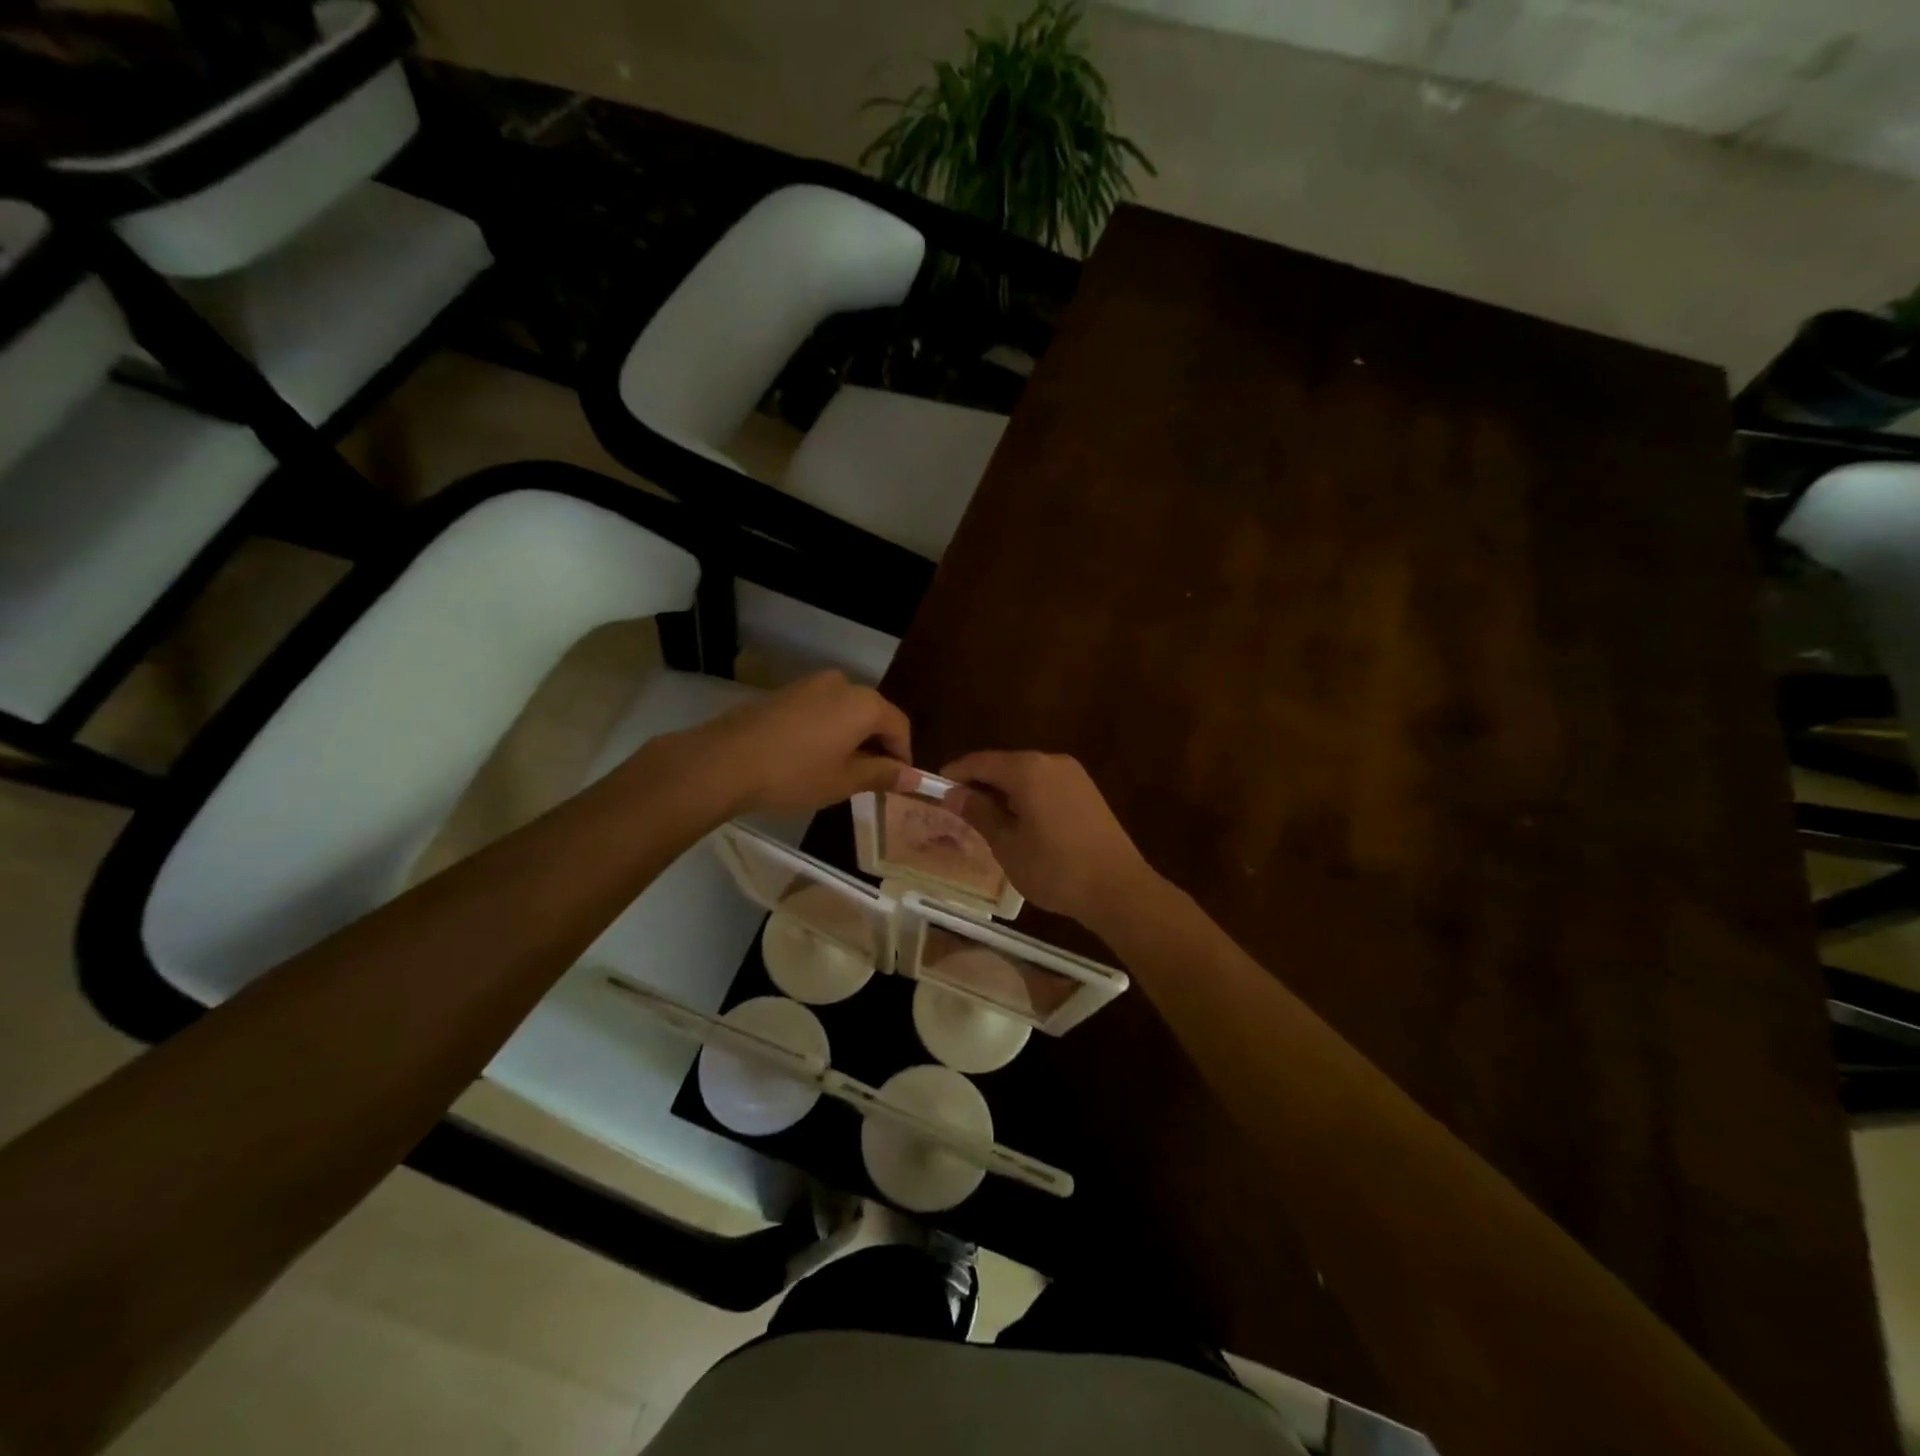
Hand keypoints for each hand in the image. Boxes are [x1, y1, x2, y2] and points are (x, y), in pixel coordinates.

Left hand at [663, 671, 912, 818]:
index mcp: (864, 703)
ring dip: (851, 737)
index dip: (903, 755)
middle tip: (870, 779)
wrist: (723, 761)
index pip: (899, 726)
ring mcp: (810, 684)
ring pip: (845, 710)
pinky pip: (820, 709)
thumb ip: (883, 774)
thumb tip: (914, 777)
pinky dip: (827, 729)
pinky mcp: (785, 691)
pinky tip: (811, 756)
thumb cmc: (793, 774)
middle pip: (873, 714)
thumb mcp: (844, 781)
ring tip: (839, 769)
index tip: (897, 782)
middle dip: (877, 745)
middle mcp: (842, 684)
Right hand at [939, 750, 1156, 924]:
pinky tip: (1019, 820)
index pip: (980, 762)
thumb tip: (953, 794)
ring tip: (986, 817)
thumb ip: (979, 813)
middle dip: (980, 782)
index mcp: (1027, 769)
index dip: (956, 774)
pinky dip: (1027, 795)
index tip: (936, 789)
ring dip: (1004, 790)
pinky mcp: (1087, 790)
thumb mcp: (1007, 844)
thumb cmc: (1054, 868)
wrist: (1118, 887)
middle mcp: (1050, 761)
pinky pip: (1046, 783)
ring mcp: (1073, 774)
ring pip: (1027, 774)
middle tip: (958, 808)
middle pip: (1005, 764)